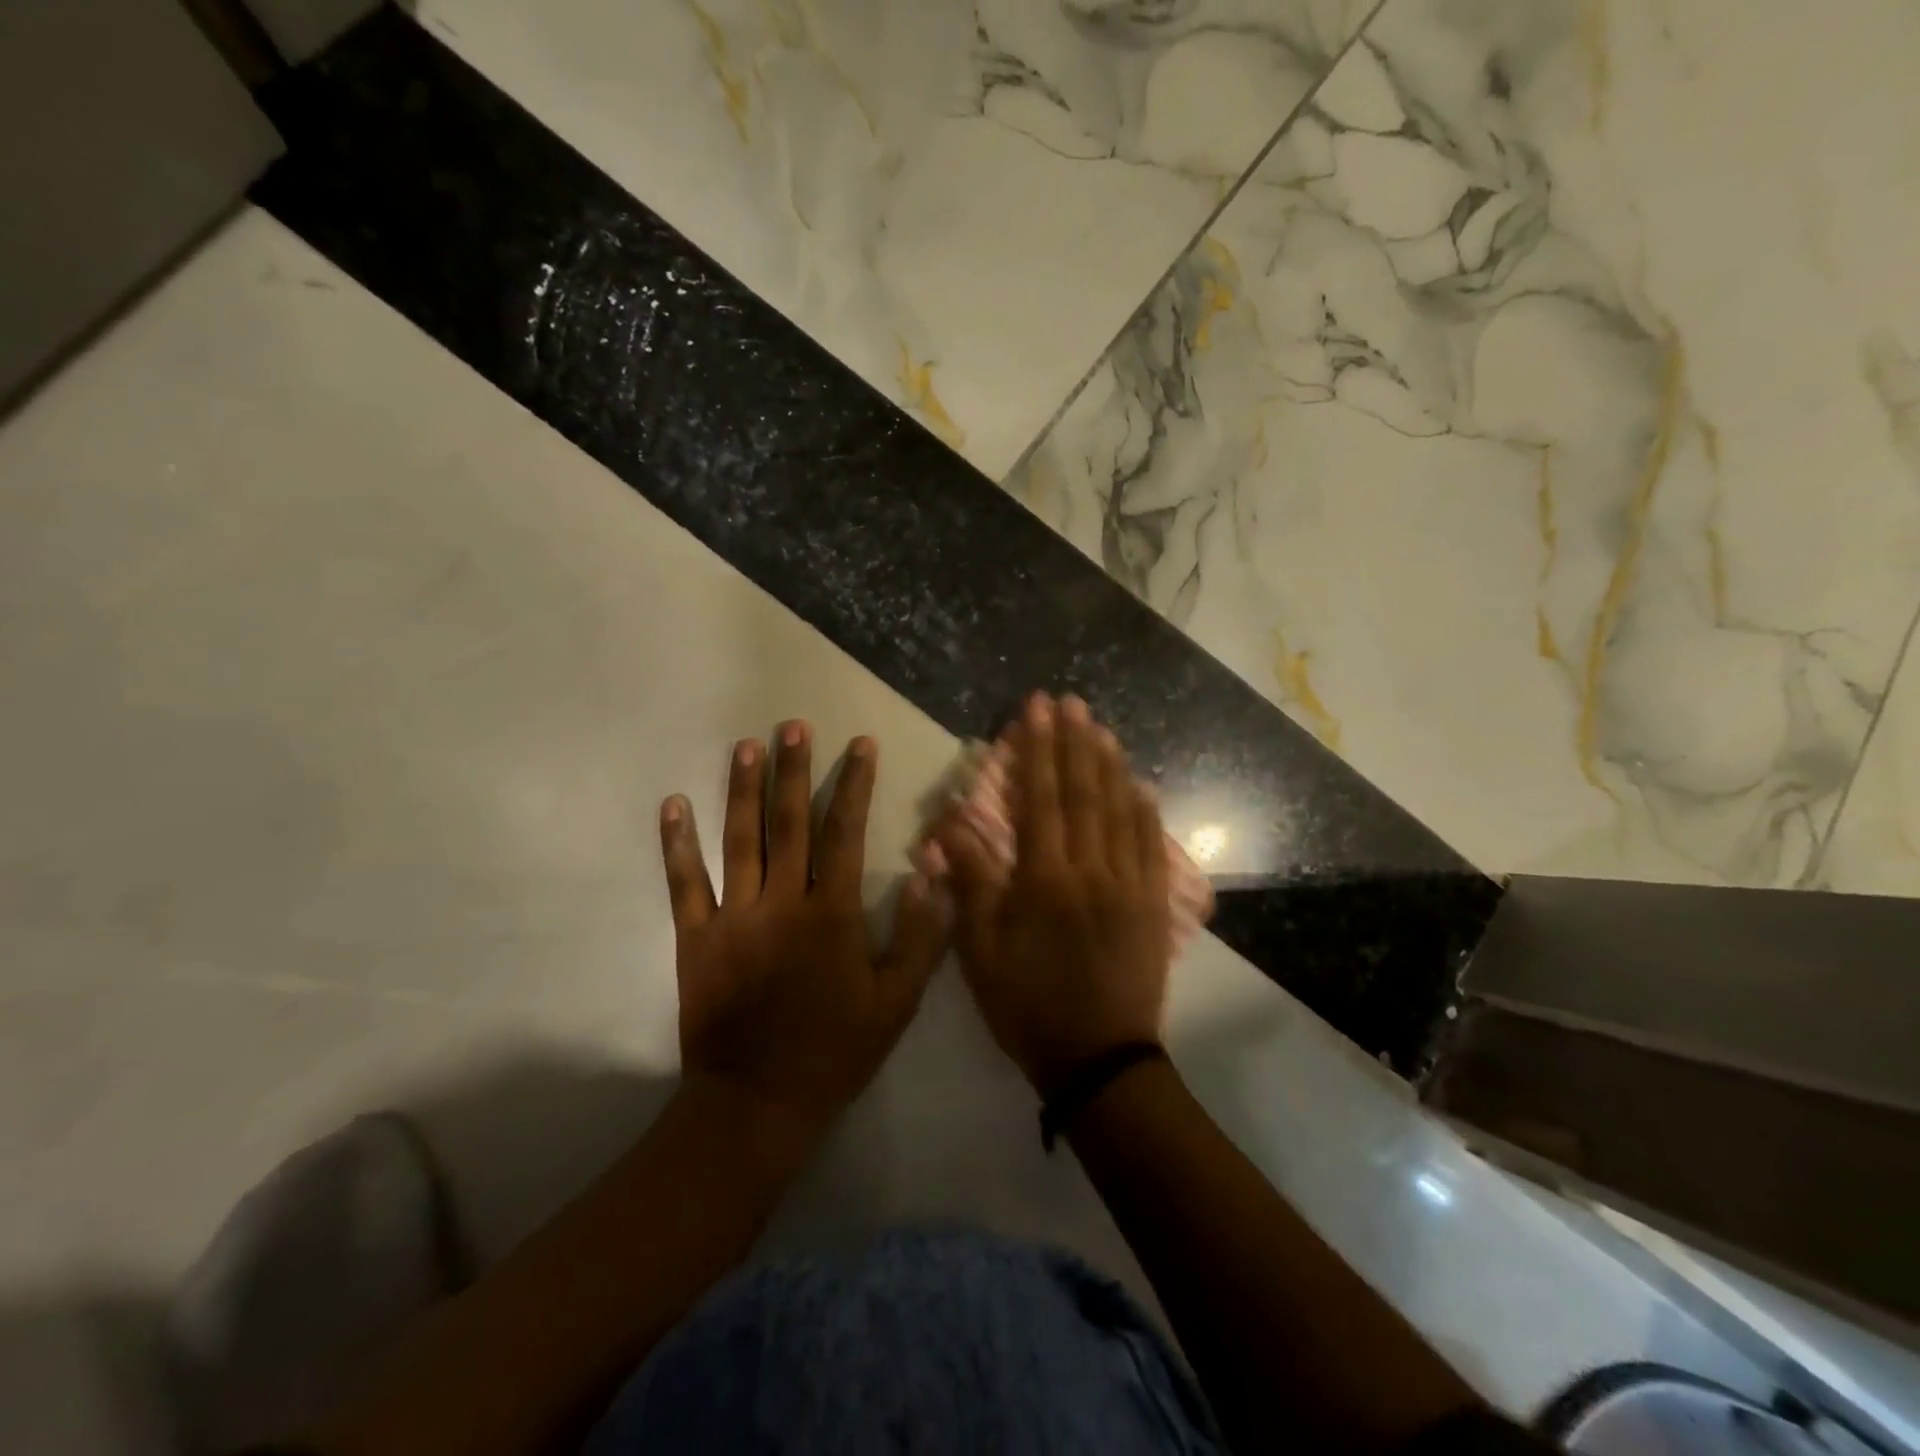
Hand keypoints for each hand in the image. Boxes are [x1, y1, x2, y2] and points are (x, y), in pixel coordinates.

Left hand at [659, 722, 948, 1139]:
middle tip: (794, 725)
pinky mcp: (696, 938)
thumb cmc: (835, 1051)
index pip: (845, 834)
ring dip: (743, 790)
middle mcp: (782, 902)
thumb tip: (932, 871)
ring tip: (746, 746)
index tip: (859, 745)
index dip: (855, 786)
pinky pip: (684, 883)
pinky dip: (677, 843)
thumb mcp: (896, 1002)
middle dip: (795, 770)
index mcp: (832, 914)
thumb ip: (920, 935)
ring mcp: (734, 917)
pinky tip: (673, 804)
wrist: (757, 1104)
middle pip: (789, 824)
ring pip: (739, 841)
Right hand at [935, 695, 1171, 1093]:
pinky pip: (1150, 845)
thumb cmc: (1028, 1005)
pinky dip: (1144, 809)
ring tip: (1100, 726)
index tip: (1035, 709)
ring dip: (1109, 764)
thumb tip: (948, 824)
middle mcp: (1090, 869)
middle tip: (1070, 701)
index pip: (1039, 798)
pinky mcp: (1151, 904)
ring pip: (1119, 810)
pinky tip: (1140, 784)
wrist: (1099, 1059)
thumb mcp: (981, 952)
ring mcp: (1128, 884)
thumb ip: (970, 882)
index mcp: (1044, 878)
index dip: (1036, 749)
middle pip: (1082, 792)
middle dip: (1073, 742)